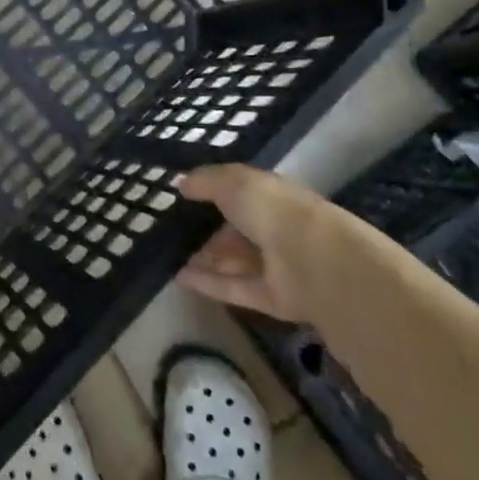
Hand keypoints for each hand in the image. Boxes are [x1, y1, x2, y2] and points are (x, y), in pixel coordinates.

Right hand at [176, 165, 325, 322]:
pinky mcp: (271, 298)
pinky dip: (208, 283)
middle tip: (168, 230)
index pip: (239, 193)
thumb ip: (205, 181)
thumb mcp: (232, 182)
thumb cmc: (272, 210)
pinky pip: (234, 288)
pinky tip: (178, 277)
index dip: (211, 194)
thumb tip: (181, 184)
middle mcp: (274, 229)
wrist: (312, 261)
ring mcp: (274, 266)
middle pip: (234, 230)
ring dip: (203, 258)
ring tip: (166, 254)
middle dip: (204, 230)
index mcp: (270, 197)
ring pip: (233, 261)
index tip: (181, 197)